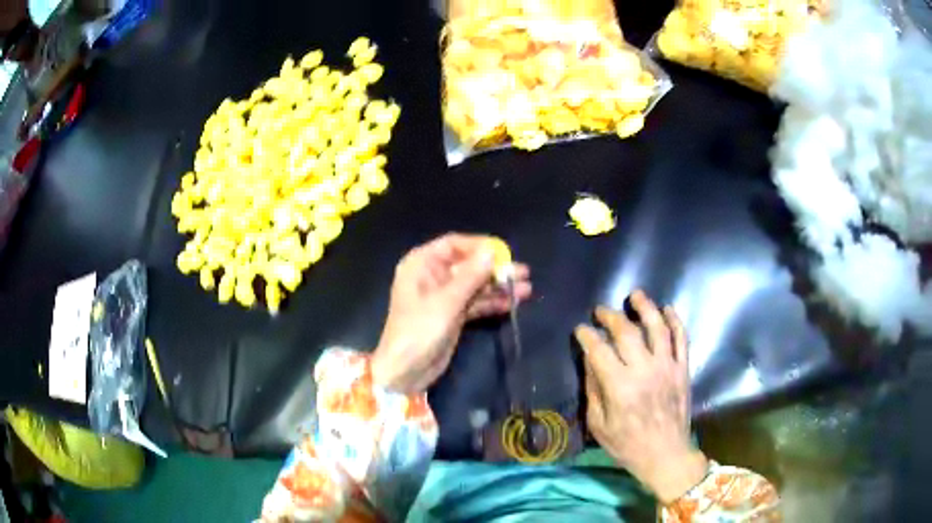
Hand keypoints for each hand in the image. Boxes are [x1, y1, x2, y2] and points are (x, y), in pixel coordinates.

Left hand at [371, 233, 531, 393]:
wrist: (406, 371)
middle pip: (468, 265)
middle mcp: (432, 276)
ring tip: (525, 289)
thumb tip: (492, 251)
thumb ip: (471, 275)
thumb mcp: (446, 301)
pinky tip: (512, 303)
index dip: (480, 246)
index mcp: (421, 264)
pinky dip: (492, 303)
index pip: (453, 244)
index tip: (505, 252)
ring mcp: (443, 297)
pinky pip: (475, 303)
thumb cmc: (420, 330)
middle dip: (495, 269)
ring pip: (475, 285)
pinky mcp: (452, 315)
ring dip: (498, 287)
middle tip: (523, 272)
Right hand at [575, 290, 707, 503]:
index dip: (587, 335)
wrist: (665, 455)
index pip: (599, 349)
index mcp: (619, 386)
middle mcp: (644, 370)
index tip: (581, 329)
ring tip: (635, 295)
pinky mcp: (683, 369)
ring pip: (657, 327)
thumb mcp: (599, 424)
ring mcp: (667, 366)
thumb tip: (590, 360)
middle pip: (627, 332)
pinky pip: (681, 338)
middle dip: (611, 317)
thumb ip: (593, 390)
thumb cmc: (627, 444)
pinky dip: (675, 321)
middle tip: (601, 311)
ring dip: (645, 307)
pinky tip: (667, 309)